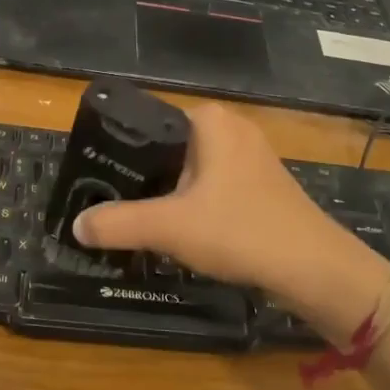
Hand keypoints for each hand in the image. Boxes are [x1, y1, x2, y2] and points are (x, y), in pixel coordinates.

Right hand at [72, 102, 389, 339]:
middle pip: (169, 149)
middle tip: (110, 204)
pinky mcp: (262, 186)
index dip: (121, 151)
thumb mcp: (169, 227)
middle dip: (142, 177)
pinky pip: (213, 188)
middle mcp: (232, 129)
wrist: (313, 268)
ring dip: (168, 195)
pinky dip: (194, 205)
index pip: (149, 122)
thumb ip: (118, 223)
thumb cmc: (239, 230)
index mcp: (210, 121)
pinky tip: (181, 233)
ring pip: (192, 171)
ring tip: (137, 220)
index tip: (97, 179)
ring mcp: (251, 157)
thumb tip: (76, 226)